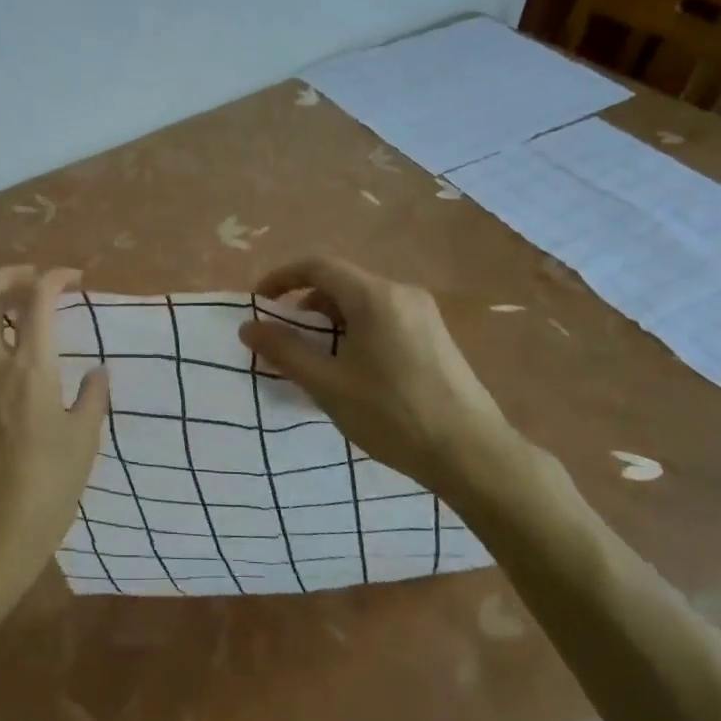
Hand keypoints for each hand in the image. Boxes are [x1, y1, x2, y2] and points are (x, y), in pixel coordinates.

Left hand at [0, 266, 108, 600]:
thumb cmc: (46, 490)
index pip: (38, 299)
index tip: (75, 279)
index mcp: (29, 368)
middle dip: (9, 275)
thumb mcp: (84, 442)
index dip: (56, 278)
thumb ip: (92, 398)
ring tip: (8, 312)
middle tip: (33, 282)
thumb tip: (97, 373)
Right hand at [239, 257, 546, 512]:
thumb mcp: (328, 385)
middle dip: (305, 305)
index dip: (281, 278)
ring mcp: (423, 313)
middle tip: (284, 340)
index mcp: (375, 296)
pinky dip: (356, 331)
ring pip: (362, 302)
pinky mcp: (435, 335)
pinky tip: (352, 369)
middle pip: (341, 283)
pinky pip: (383, 318)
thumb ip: (285, 351)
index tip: (258, 303)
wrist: (472, 454)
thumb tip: (248, 327)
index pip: (317, 266)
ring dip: (330, 321)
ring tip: (316, 360)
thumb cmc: (393, 415)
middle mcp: (402, 293)